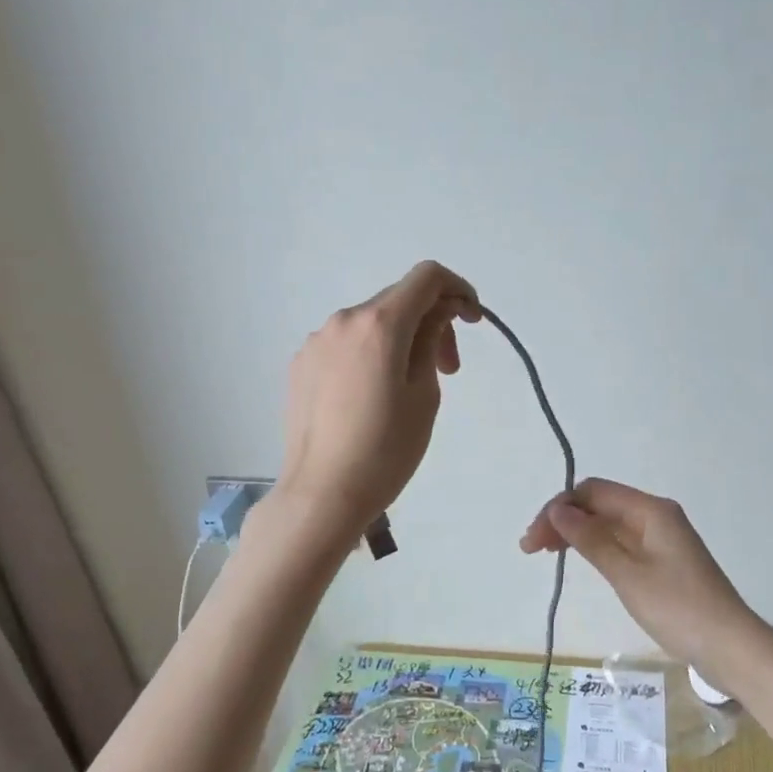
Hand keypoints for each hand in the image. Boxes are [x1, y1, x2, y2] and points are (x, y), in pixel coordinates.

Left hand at [278, 261, 480, 540]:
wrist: (323, 494)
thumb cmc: (386, 449)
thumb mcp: (425, 393)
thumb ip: (432, 338)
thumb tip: (440, 309)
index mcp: (379, 324)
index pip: (427, 277)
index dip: (458, 289)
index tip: (472, 321)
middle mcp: (343, 320)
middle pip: (399, 300)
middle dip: (432, 323)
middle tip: (448, 370)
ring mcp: (316, 342)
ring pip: (371, 323)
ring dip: (401, 340)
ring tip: (409, 387)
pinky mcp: (301, 365)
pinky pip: (346, 344)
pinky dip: (371, 354)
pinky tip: (373, 397)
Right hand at [520, 478, 767, 676]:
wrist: (731, 647)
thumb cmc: (678, 608)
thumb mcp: (627, 574)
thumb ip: (590, 540)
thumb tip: (557, 510)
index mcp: (650, 510)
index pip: (593, 492)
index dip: (559, 508)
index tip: (534, 538)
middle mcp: (656, 515)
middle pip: (600, 505)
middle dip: (564, 520)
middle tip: (531, 549)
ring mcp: (661, 538)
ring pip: (609, 524)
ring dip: (577, 534)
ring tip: (547, 553)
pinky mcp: (663, 560)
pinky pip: (622, 542)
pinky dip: (597, 547)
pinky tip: (581, 560)